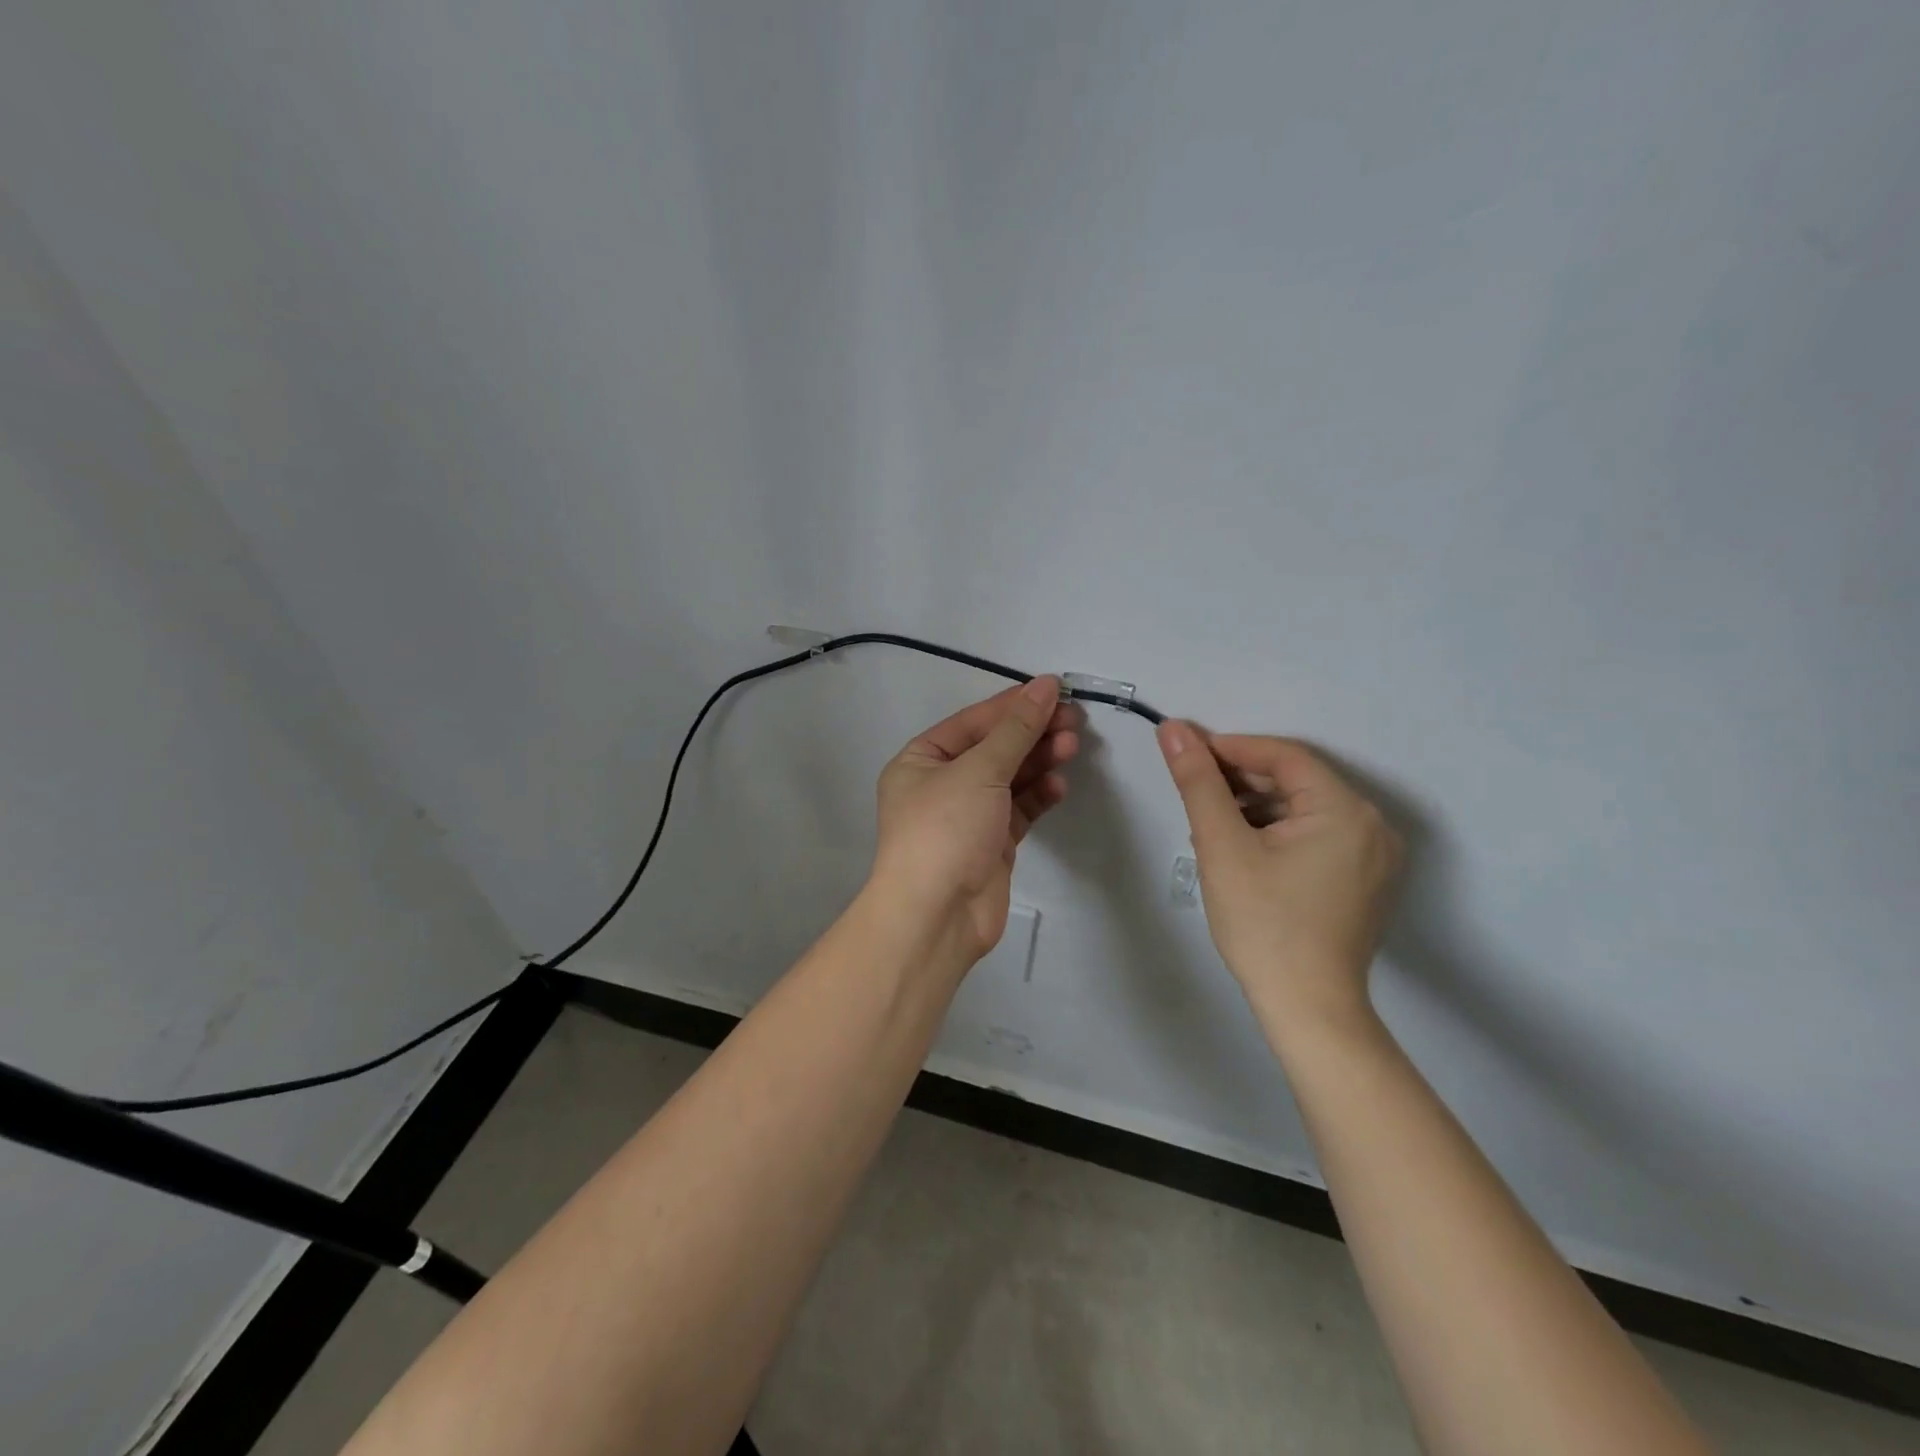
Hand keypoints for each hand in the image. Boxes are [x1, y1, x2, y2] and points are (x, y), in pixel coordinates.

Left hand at [870, 676, 1083, 960]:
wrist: (937, 916)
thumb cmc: (945, 830)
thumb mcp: (979, 771)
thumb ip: (1016, 730)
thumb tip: (1045, 687)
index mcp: (921, 760)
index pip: (973, 722)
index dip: (1013, 704)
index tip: (1055, 690)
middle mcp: (941, 784)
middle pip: (994, 748)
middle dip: (1032, 734)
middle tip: (1073, 721)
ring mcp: (967, 816)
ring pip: (1009, 779)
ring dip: (1039, 762)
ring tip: (1072, 747)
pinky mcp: (991, 844)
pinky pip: (1018, 810)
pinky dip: (1038, 796)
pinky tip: (1058, 786)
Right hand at [1157, 723, 1402, 1027]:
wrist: (1308, 1009)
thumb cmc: (1263, 923)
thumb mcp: (1222, 846)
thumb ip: (1198, 782)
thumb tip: (1173, 729)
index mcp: (1346, 810)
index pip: (1283, 756)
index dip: (1231, 749)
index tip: (1186, 753)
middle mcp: (1371, 825)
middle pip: (1296, 782)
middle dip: (1239, 782)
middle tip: (1192, 791)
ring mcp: (1373, 856)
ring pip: (1303, 810)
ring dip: (1254, 808)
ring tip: (1208, 826)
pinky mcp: (1363, 881)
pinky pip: (1315, 836)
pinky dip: (1276, 833)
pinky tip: (1240, 850)